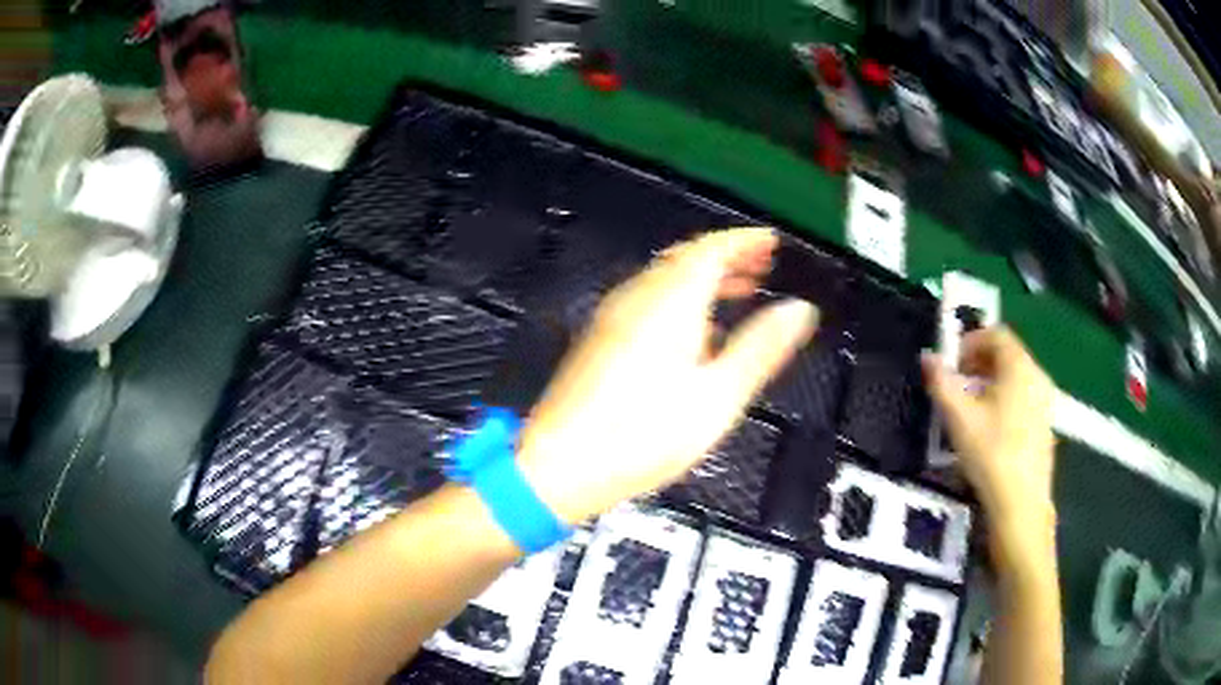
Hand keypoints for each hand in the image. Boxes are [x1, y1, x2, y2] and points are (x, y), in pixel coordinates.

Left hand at [518, 228, 819, 524]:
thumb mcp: (717, 396)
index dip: (744, 241)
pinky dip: (679, 300)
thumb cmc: (644, 434)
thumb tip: (801, 308)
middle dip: (727, 257)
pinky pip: (647, 301)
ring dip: (703, 278)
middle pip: (686, 259)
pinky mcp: (598, 338)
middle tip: (762, 267)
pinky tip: (694, 333)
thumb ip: (761, 348)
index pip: (711, 249)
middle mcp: (637, 297)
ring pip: (664, 279)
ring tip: (739, 293)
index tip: (771, 241)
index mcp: (670, 301)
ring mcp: (612, 316)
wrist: (558, 465)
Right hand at [922, 327, 1056, 529]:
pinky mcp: (1046, 424)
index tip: (951, 364)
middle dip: (979, 362)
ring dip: (991, 382)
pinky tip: (991, 430)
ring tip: (971, 408)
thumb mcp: (959, 418)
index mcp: (1019, 366)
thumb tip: (927, 358)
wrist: (1021, 503)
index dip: (970, 342)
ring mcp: (1045, 401)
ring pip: (1016, 377)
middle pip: (1007, 354)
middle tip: (957, 384)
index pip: (996, 334)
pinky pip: (1024, 397)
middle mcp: (1037, 375)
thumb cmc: (991, 453)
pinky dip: (1005, 400)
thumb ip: (941, 383)